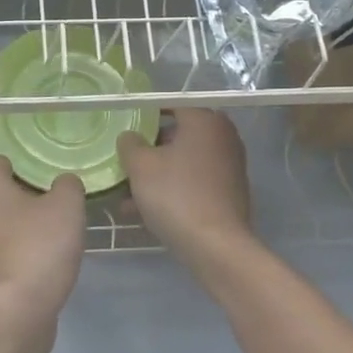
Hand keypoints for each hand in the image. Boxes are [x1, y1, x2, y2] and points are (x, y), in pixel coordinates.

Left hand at [0, 157, 85, 352]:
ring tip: (58, 231)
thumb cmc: (37, 248)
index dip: (33, 167)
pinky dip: (21, 248)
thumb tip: (63, 184)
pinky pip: (5, 247)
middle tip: (60, 204)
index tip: (57, 178)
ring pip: (4, 220)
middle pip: (3, 191)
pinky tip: (46, 257)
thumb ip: (68, 185)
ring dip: (26, 224)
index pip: (7, 162)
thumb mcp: (66, 206)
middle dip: (29, 195)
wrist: (13, 313)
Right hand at [117, 108, 253, 264]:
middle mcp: (222, 136)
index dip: (143, 116)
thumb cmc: (176, 195)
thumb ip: (130, 143)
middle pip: (177, 135)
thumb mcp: (140, 166)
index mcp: (204, 120)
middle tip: (124, 164)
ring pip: (183, 162)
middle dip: (148, 151)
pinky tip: (145, 211)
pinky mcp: (229, 192)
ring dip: (156, 174)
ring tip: (126, 195)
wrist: (216, 246)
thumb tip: (130, 137)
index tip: (123, 131)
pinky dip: (172, 190)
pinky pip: (193, 182)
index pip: (170, 106)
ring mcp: (229, 165)